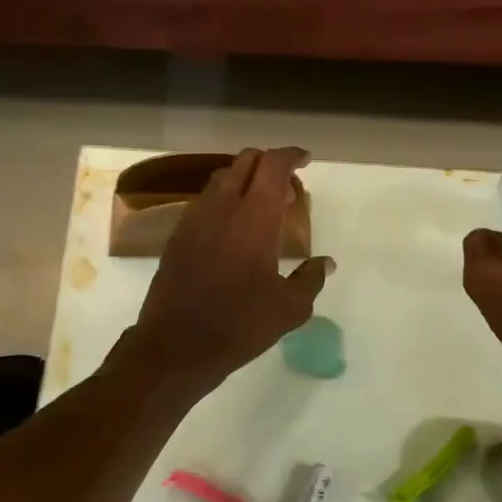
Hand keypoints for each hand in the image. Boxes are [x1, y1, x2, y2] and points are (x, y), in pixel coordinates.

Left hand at [127, 148, 333, 396]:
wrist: (177, 346)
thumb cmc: (240, 325)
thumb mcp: (290, 308)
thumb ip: (311, 279)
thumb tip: (324, 263)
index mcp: (255, 217)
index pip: (273, 165)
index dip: (292, 156)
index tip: (305, 161)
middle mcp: (222, 207)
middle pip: (245, 162)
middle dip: (268, 163)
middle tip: (285, 187)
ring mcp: (194, 219)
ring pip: (221, 178)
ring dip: (244, 179)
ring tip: (260, 205)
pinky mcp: (177, 235)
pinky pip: (204, 201)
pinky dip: (223, 199)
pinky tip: (231, 228)